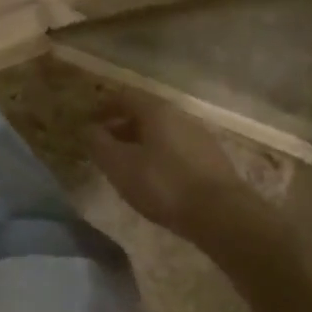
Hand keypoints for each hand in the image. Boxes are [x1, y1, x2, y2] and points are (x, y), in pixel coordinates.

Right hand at [86, 92, 255, 242]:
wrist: (223, 215)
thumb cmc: (165, 184)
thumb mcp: (120, 165)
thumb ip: (99, 144)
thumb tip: (87, 129)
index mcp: (156, 110)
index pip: (124, 96)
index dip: (103, 106)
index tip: (88, 122)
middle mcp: (179, 115)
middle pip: (143, 112)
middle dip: (120, 126)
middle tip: (104, 145)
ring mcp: (199, 136)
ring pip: (161, 131)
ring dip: (140, 142)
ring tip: (127, 165)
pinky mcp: (211, 159)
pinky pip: (176, 148)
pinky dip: (158, 155)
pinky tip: (155, 178)